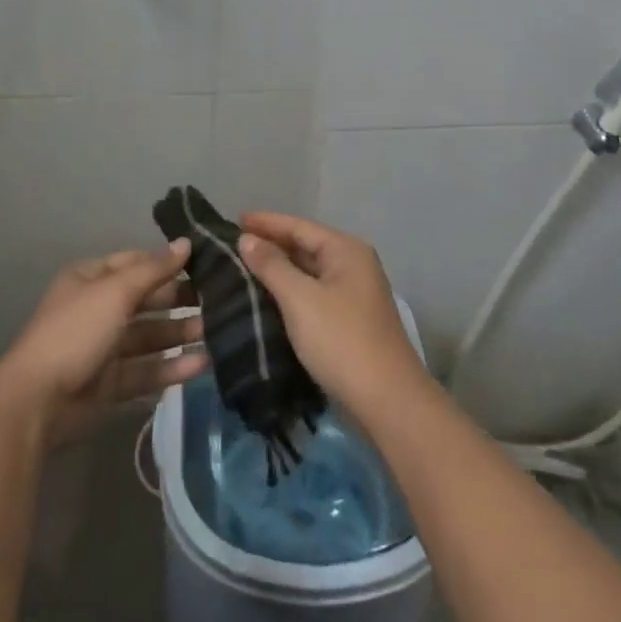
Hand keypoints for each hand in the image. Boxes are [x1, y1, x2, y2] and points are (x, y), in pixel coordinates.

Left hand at [0, 240, 206, 447]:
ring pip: (150, 335)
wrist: (38, 402)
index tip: (204, 263)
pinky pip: (147, 369)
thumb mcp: (115, 292)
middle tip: (220, 299)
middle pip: (146, 299)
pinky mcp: (111, 383)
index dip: (166, 262)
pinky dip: (172, 366)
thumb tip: (185, 243)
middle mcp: (98, 308)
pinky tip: (202, 363)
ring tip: (217, 331)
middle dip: (179, 299)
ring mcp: (104, 348)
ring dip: (180, 333)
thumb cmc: (76, 331)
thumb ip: (154, 269)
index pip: (136, 262)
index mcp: (91, 279)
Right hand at [238, 213, 428, 425]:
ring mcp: (354, 295)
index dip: (265, 222)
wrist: (387, 402)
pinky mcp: (350, 321)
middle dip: (271, 245)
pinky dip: (290, 292)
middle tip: (233, 246)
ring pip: (309, 273)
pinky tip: (267, 299)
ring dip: (279, 270)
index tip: (233, 219)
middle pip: (305, 246)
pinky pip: (313, 295)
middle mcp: (354, 265)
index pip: (298, 226)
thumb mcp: (300, 299)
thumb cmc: (342, 341)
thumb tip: (247, 239)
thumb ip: (272, 265)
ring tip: (243, 269)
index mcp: (346, 250)